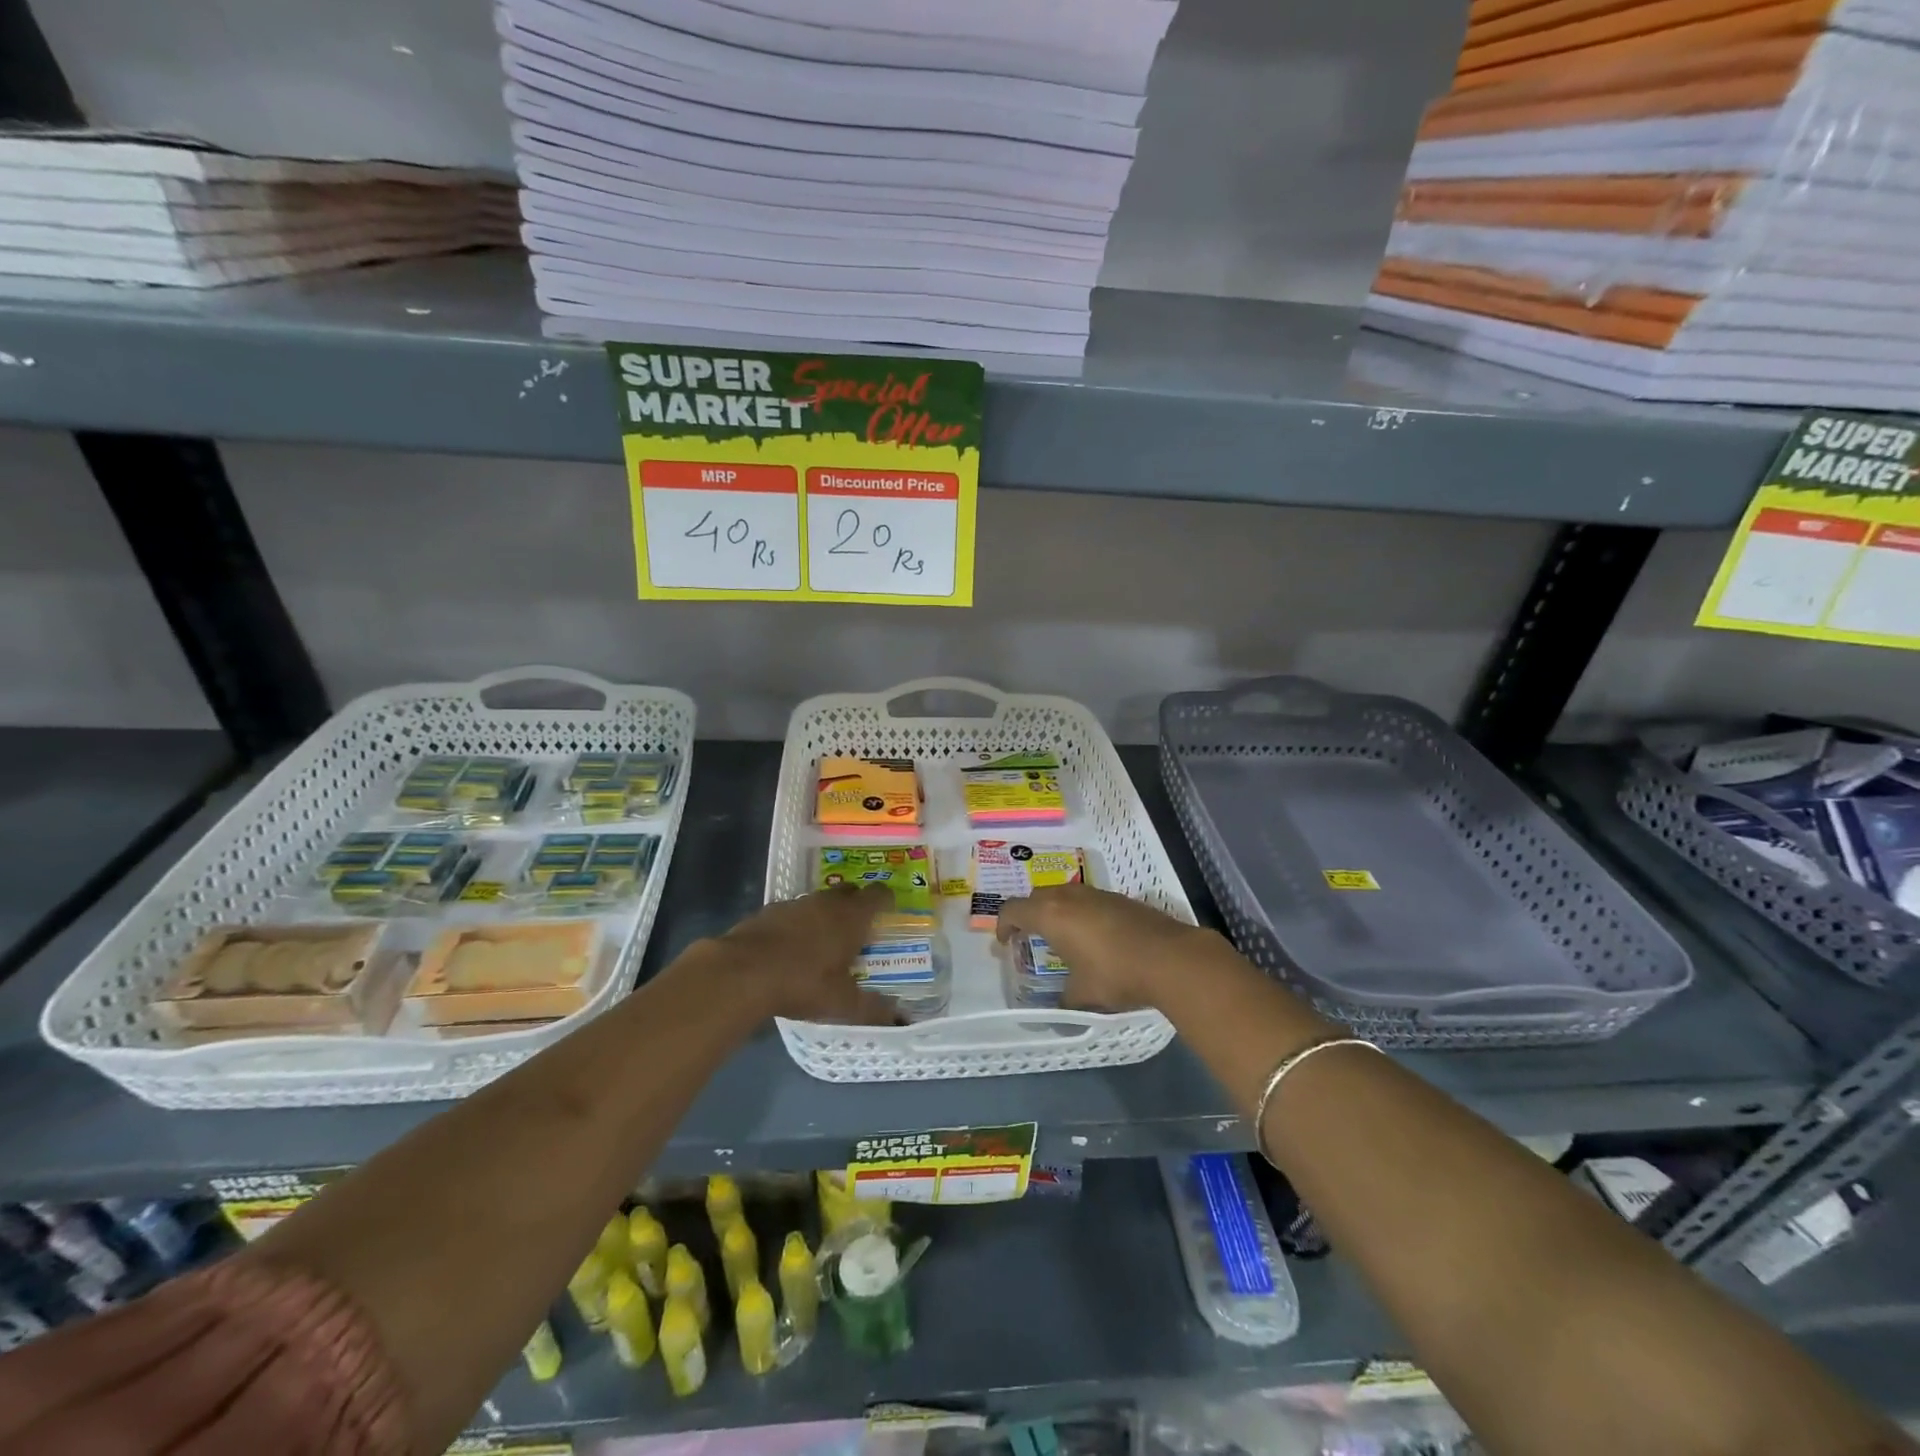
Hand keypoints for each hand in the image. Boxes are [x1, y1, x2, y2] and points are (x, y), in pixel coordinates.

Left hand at [711, 884, 899, 1024]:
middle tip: (858, 929)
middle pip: (848, 891)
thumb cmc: (802, 983)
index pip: (878, 895)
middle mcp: (826, 902)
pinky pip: (791, 912)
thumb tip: (897, 1017)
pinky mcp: (767, 911)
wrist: (741, 972)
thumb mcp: (841, 1003)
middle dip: (855, 904)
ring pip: (818, 901)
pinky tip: (790, 949)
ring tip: (823, 941)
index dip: (886, 900)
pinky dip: (796, 924)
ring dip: (824, 914)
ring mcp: (794, 903)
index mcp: (851, 917)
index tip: (888, 912)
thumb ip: (872, 1008)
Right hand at [995, 883, 1214, 1011]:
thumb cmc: (1115, 974)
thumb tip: (1058, 1013)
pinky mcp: (1120, 898)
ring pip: (1064, 893)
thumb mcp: (1083, 995)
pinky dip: (1080, 912)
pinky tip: (1094, 936)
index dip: (1003, 924)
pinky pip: (1088, 899)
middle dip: (1028, 914)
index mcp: (1051, 914)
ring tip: (1062, 936)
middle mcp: (1069, 896)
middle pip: (1037, 896)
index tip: (1005, 942)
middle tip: (1030, 937)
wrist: (1170, 957)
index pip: (1013, 909)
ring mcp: (1097, 894)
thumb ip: (1064, 1001)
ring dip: (1056, 910)